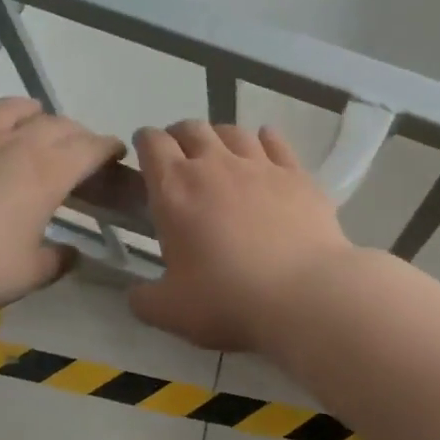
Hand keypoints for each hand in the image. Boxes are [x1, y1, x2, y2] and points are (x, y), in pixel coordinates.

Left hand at [0, 87, 124, 321]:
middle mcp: (11, 143)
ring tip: (31, 114)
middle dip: (72, 131)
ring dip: (26, 109)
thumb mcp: (29, 275)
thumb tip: (70, 253)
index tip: (114, 152)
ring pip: (5, 107)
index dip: (106, 147)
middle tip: (75, 145)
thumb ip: (56, 260)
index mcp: (45, 174)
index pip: (89, 149)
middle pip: (53, 124)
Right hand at [128, 121, 353, 352]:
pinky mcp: (297, 174)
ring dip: (220, 137)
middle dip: (180, 137)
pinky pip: (276, 142)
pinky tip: (265, 148)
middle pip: (192, 129)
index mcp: (175, 189)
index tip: (145, 156)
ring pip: (233, 131)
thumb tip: (136, 294)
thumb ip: (144, 299)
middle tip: (181, 159)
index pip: (151, 143)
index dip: (144, 143)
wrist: (303, 295)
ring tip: (220, 155)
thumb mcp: (170, 311)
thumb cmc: (228, 300)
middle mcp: (215, 164)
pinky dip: (265, 140)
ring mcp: (260, 165)